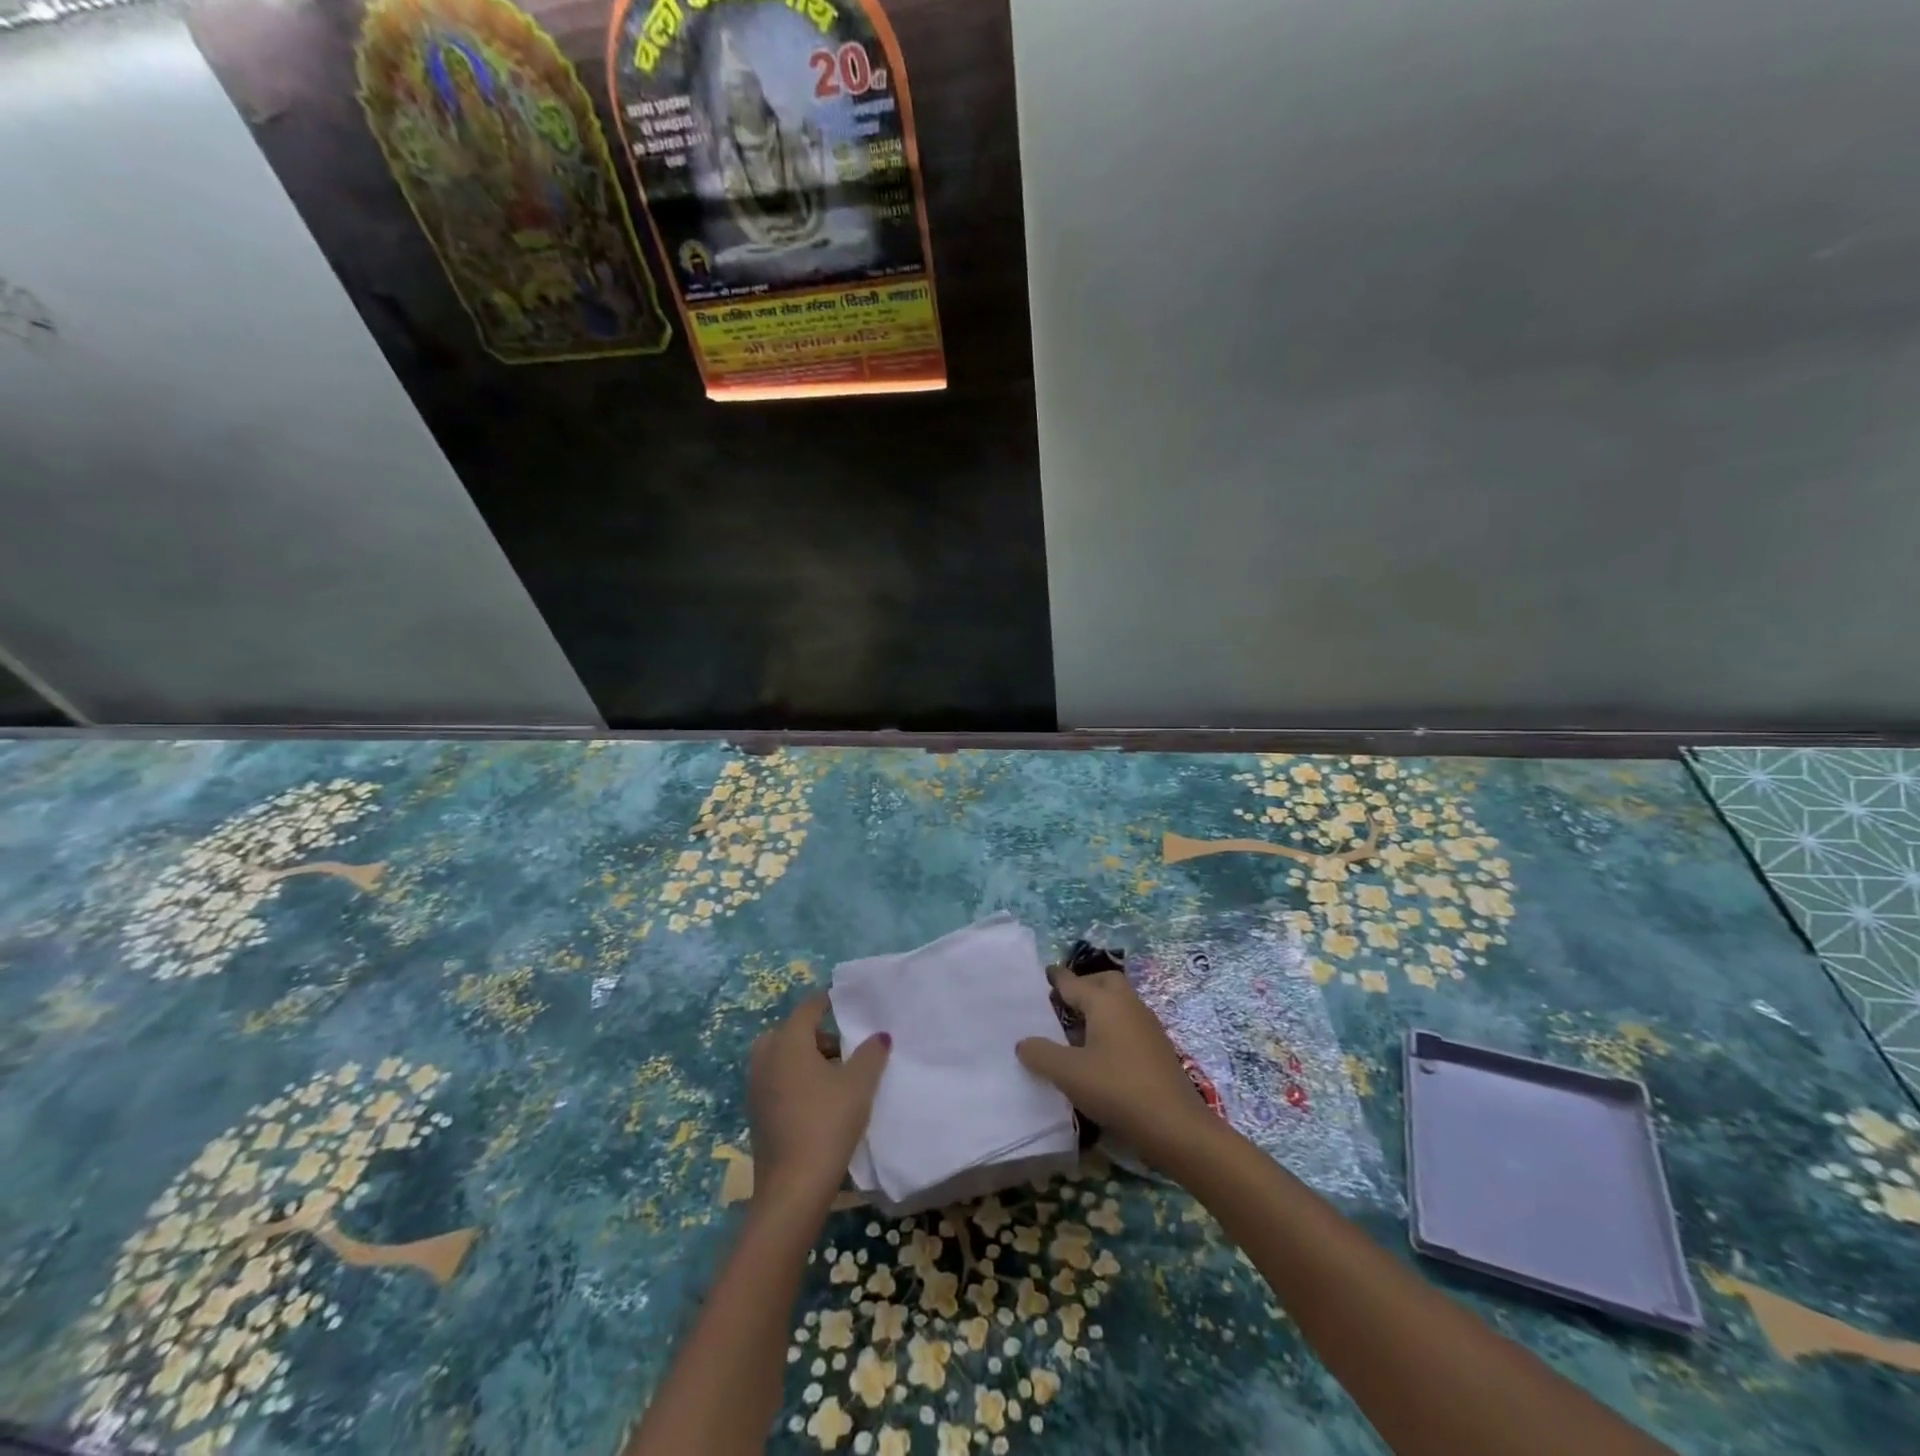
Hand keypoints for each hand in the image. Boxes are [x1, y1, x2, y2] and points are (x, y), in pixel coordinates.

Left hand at [749, 995, 889, 1214]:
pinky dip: (793, 1079)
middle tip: (841, 1047)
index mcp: (789, 1043)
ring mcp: (756, 1088)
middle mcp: (766, 1059)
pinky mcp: (756, 1114)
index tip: (844, 1000)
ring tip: (834, 1075)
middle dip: (813, 1033)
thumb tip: (879, 1036)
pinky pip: (775, 1081)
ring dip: (803, 1058)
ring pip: (779, 1058)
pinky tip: (818, 1100)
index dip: (826, 1001)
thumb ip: (871, 1054)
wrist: (793, 1188)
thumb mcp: (859, 1084)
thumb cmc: (827, 1123)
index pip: (807, 1009)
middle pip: (788, 1032)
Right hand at [1016, 970, 1214, 1165]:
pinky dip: (1111, 1027)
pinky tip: (1099, 1054)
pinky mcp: (1157, 1047)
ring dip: (1098, 1008)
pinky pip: (1128, 1023)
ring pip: (1118, 1003)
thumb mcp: (1069, 1074)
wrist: (1175, 1126)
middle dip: (1083, 986)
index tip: (1040, 976)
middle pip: (1103, 981)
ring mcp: (1147, 1025)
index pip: (1073, 981)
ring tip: (1074, 1031)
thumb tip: (1023, 1042)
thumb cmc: (1117, 1089)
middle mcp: (1128, 1004)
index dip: (1055, 979)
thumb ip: (1041, 1054)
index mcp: (1105, 1001)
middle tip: (1061, 1004)